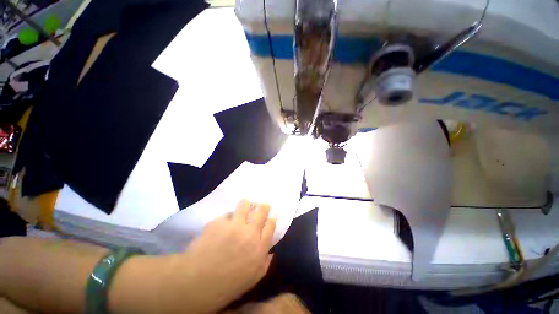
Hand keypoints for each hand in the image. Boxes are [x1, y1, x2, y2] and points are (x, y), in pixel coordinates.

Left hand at [173, 200, 275, 312]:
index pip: (270, 225)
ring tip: (245, 205)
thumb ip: (265, 263)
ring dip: (246, 204)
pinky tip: (223, 224)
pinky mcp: (219, 222)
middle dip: (264, 207)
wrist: (198, 282)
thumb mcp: (253, 279)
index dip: (270, 220)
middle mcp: (250, 232)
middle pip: (261, 212)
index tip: (269, 218)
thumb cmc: (228, 284)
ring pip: (245, 205)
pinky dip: (227, 218)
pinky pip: (226, 215)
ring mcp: (234, 225)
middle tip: (262, 206)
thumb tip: (271, 251)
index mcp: (260, 246)